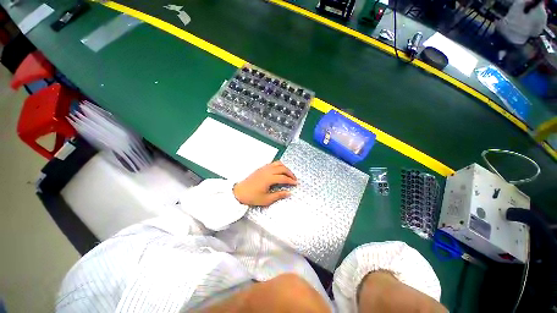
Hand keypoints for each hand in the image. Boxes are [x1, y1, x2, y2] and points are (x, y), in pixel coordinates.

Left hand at [233, 161, 297, 205]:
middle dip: (290, 173)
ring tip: (288, 174)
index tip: (296, 183)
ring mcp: (264, 168)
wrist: (239, 192)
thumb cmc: (252, 197)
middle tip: (294, 178)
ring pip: (277, 163)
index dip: (291, 180)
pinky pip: (272, 163)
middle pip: (282, 168)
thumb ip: (278, 195)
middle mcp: (267, 171)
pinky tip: (279, 171)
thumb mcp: (266, 199)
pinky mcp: (261, 168)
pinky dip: (278, 166)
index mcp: (269, 179)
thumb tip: (289, 193)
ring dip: (285, 168)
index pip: (283, 177)